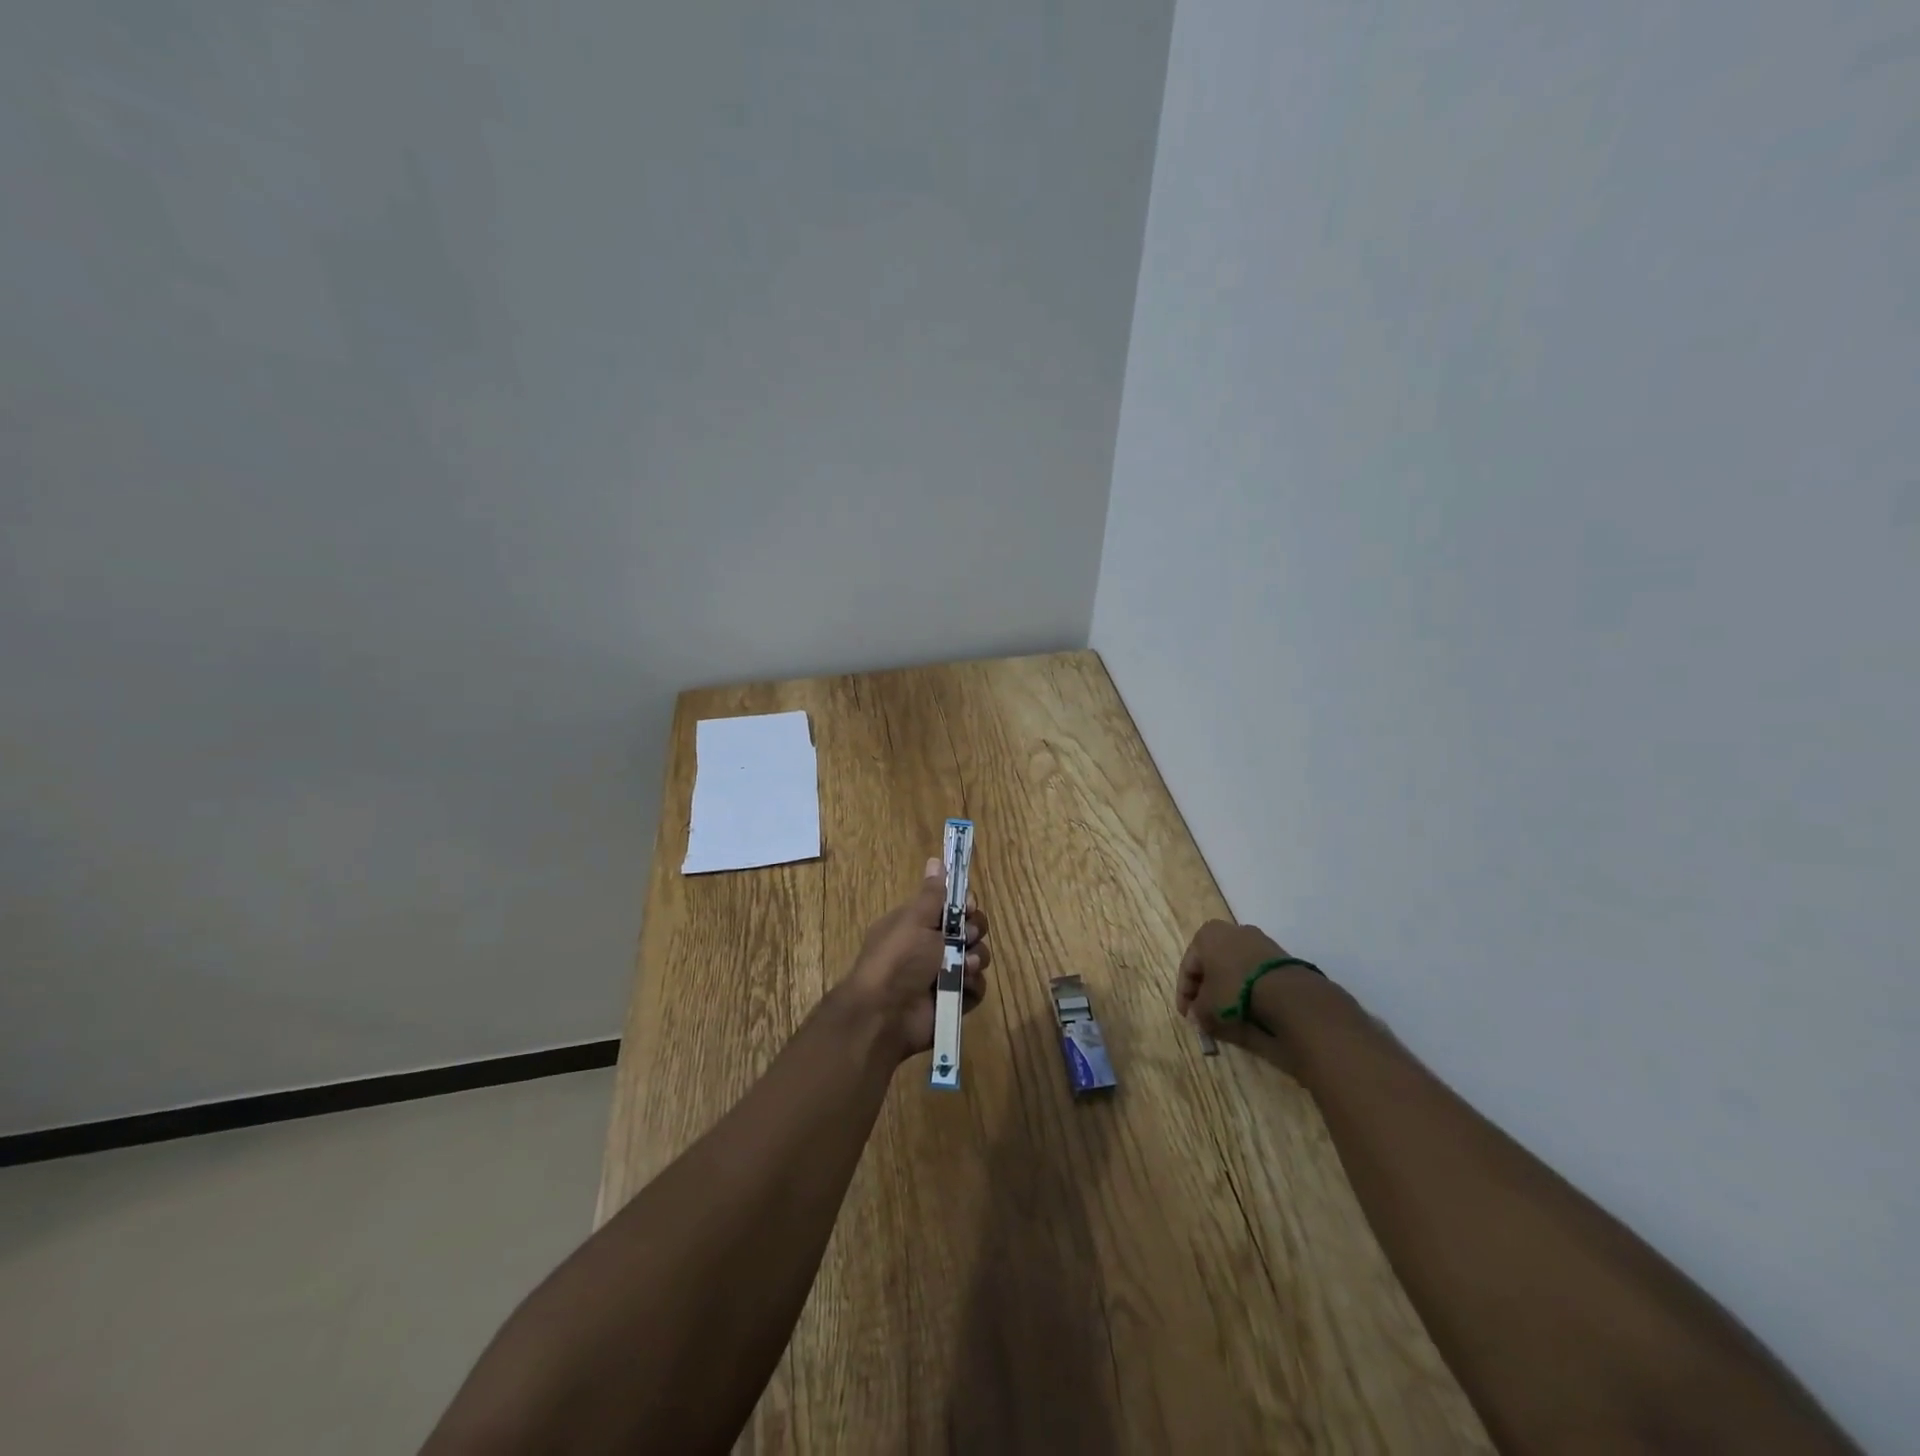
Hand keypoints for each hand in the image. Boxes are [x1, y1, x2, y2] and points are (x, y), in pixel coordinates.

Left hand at [840, 857, 990, 1063]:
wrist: (884, 1015)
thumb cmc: (898, 959)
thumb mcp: (914, 919)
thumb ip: (932, 893)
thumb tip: (935, 860)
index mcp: (918, 924)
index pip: (951, 906)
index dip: (965, 905)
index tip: (968, 906)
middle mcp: (931, 947)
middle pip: (970, 930)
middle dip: (974, 931)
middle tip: (966, 938)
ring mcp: (943, 975)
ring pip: (977, 958)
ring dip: (975, 960)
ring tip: (964, 968)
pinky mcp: (954, 1001)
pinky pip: (976, 988)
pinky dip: (972, 987)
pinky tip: (962, 989)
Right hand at [1175, 919, 1318, 1051]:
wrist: (1285, 990)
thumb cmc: (1233, 989)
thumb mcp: (1207, 1006)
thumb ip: (1197, 1011)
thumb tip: (1197, 1017)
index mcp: (1206, 935)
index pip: (1188, 967)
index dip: (1184, 995)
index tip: (1187, 1016)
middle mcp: (1230, 930)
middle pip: (1211, 964)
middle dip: (1206, 989)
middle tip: (1204, 1012)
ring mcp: (1257, 940)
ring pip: (1233, 966)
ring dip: (1227, 987)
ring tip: (1227, 1011)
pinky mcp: (1277, 953)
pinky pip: (1253, 970)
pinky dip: (1246, 986)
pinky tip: (1248, 1004)